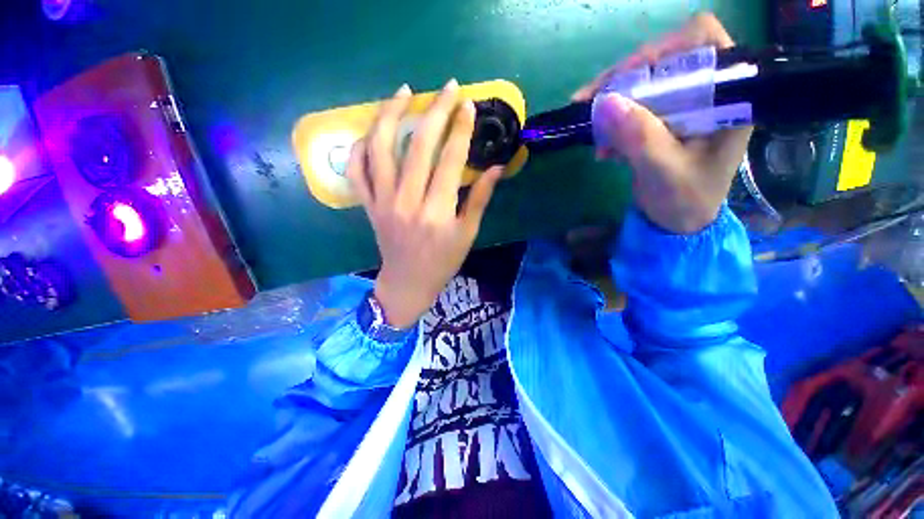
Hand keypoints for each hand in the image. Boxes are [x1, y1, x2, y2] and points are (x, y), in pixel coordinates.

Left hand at [346, 80, 503, 328]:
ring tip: (404, 92)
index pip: (451, 160)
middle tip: (448, 88)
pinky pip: (357, 169)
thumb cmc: (443, 262)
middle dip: (435, 111)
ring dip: (391, 114)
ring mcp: (383, 202)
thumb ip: (480, 199)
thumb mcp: (467, 234)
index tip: (469, 105)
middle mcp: (408, 202)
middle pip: (418, 146)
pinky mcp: (368, 205)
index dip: (461, 129)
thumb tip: (496, 168)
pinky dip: (360, 146)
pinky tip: (373, 130)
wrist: (408, 282)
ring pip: (380, 148)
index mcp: (437, 212)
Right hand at [572, 13, 751, 234]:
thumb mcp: (665, 172)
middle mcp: (707, 91)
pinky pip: (631, 108)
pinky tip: (604, 149)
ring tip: (595, 138)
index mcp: (728, 96)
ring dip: (612, 106)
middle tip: (589, 104)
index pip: (700, 41)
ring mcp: (682, 105)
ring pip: (642, 83)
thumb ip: (640, 138)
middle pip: (663, 59)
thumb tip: (604, 103)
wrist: (678, 223)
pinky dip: (611, 124)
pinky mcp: (661, 120)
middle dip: (623, 82)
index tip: (624, 80)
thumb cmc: (685, 201)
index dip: (661, 50)